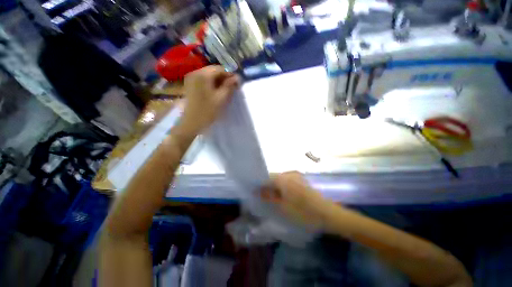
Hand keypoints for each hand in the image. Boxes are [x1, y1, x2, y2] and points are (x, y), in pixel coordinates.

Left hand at [180, 65, 239, 133]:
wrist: (191, 122)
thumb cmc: (207, 111)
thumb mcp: (221, 98)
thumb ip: (229, 86)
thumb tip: (237, 77)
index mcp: (203, 75)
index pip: (220, 69)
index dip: (230, 75)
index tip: (237, 84)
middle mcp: (195, 72)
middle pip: (214, 71)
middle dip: (224, 78)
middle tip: (232, 88)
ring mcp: (191, 78)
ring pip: (209, 76)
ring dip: (219, 81)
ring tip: (225, 91)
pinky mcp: (190, 85)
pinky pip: (204, 80)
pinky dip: (212, 84)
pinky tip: (216, 92)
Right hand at [261, 171, 334, 230]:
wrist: (326, 213)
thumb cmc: (303, 211)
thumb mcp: (282, 206)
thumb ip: (269, 196)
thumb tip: (257, 190)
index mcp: (283, 178)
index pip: (266, 176)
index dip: (259, 183)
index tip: (254, 191)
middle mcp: (289, 174)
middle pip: (272, 177)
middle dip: (266, 186)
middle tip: (262, 196)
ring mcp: (296, 177)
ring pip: (279, 180)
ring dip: (274, 187)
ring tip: (270, 198)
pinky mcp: (300, 181)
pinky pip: (286, 182)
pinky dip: (281, 188)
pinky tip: (281, 196)